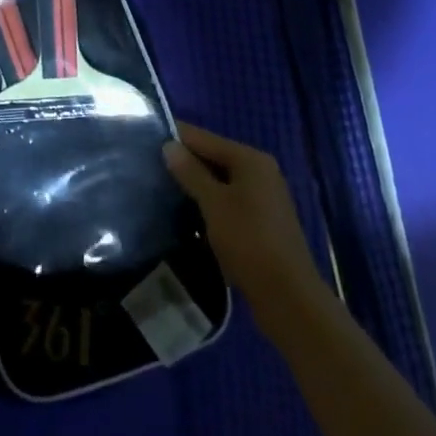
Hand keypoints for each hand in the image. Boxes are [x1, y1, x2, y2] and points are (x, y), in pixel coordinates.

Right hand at [163, 122, 328, 313]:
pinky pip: (231, 200)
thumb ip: (191, 172)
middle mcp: (261, 171)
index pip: (205, 138)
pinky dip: (212, 203)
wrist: (289, 298)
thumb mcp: (214, 204)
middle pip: (215, 157)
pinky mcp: (264, 221)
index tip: (146, 138)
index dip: (177, 137)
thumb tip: (169, 145)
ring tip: (166, 189)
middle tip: (152, 167)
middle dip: (187, 163)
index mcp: (250, 159)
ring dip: (198, 185)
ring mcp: (265, 197)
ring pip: (222, 181)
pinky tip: (192, 213)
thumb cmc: (248, 241)